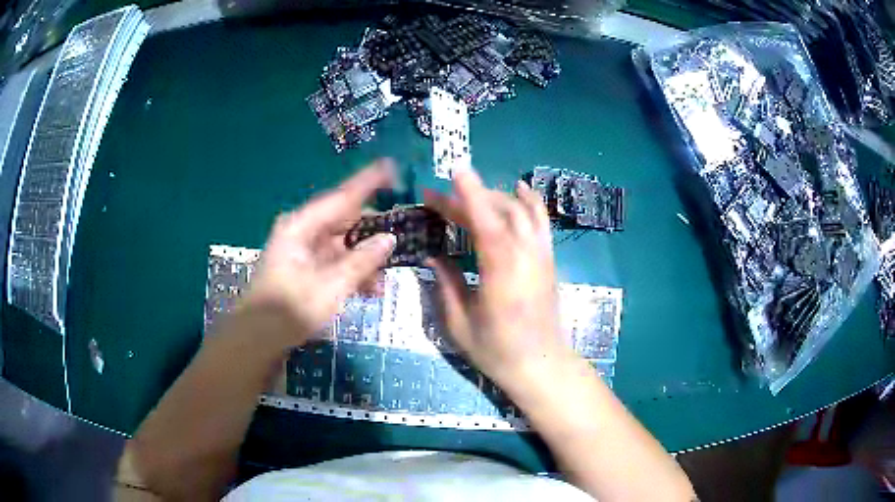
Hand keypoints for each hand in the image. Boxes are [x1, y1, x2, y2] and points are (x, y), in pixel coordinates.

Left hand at [241, 160, 396, 349]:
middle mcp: (302, 232)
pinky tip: (368, 291)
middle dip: (372, 234)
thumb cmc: (289, 310)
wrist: (257, 340)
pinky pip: (335, 263)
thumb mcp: (330, 287)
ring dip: (364, 260)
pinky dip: (352, 273)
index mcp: (302, 226)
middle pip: (344, 221)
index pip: (342, 196)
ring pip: (342, 245)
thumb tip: (390, 238)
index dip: (368, 182)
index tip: (392, 166)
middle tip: (401, 240)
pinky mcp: (305, 270)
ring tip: (382, 283)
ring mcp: (303, 251)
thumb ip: (361, 261)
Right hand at [424, 168, 570, 388]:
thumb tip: (432, 254)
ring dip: (494, 197)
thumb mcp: (459, 323)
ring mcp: (541, 254)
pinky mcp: (548, 258)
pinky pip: (541, 221)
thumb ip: (445, 284)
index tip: (454, 170)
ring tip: (468, 196)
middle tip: (438, 201)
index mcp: (501, 272)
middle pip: (499, 211)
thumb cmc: (496, 350)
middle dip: (468, 199)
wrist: (541, 365)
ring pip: (521, 210)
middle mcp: (525, 255)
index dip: (470, 194)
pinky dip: (529, 201)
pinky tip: (518, 189)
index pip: (486, 222)